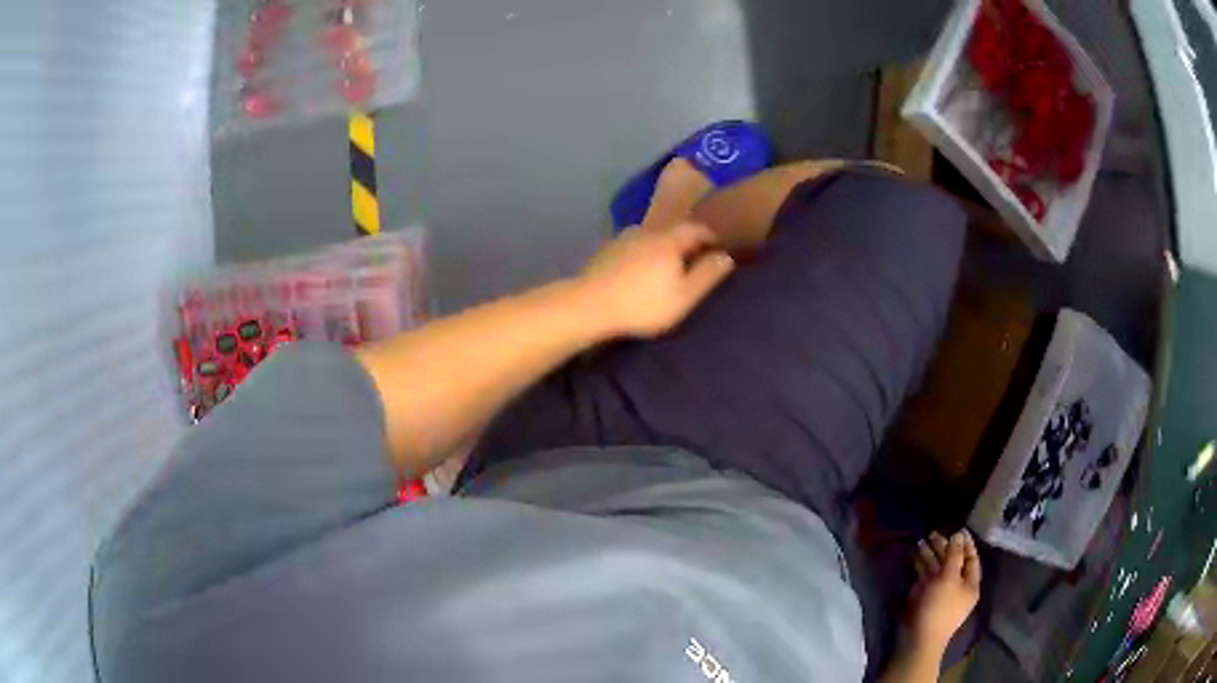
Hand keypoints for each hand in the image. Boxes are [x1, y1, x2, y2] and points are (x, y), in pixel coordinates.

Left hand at [579, 158, 733, 338]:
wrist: (590, 305)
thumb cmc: (643, 304)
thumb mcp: (684, 296)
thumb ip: (707, 275)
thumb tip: (726, 257)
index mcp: (669, 240)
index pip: (696, 228)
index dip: (709, 236)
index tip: (717, 248)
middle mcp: (646, 232)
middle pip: (672, 231)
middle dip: (686, 242)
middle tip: (694, 259)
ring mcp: (622, 240)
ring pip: (650, 238)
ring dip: (662, 248)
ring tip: (666, 267)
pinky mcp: (605, 252)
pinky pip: (632, 248)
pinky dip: (642, 255)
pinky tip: (639, 272)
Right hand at [908, 530, 981, 651]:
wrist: (918, 639)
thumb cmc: (939, 608)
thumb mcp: (949, 578)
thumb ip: (954, 555)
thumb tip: (959, 535)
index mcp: (970, 584)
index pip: (971, 559)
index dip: (966, 544)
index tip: (958, 529)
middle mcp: (957, 587)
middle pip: (953, 562)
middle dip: (944, 547)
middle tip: (933, 533)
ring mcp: (940, 593)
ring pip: (937, 569)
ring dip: (930, 555)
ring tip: (921, 540)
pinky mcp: (925, 598)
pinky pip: (925, 578)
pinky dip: (921, 566)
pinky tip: (915, 556)